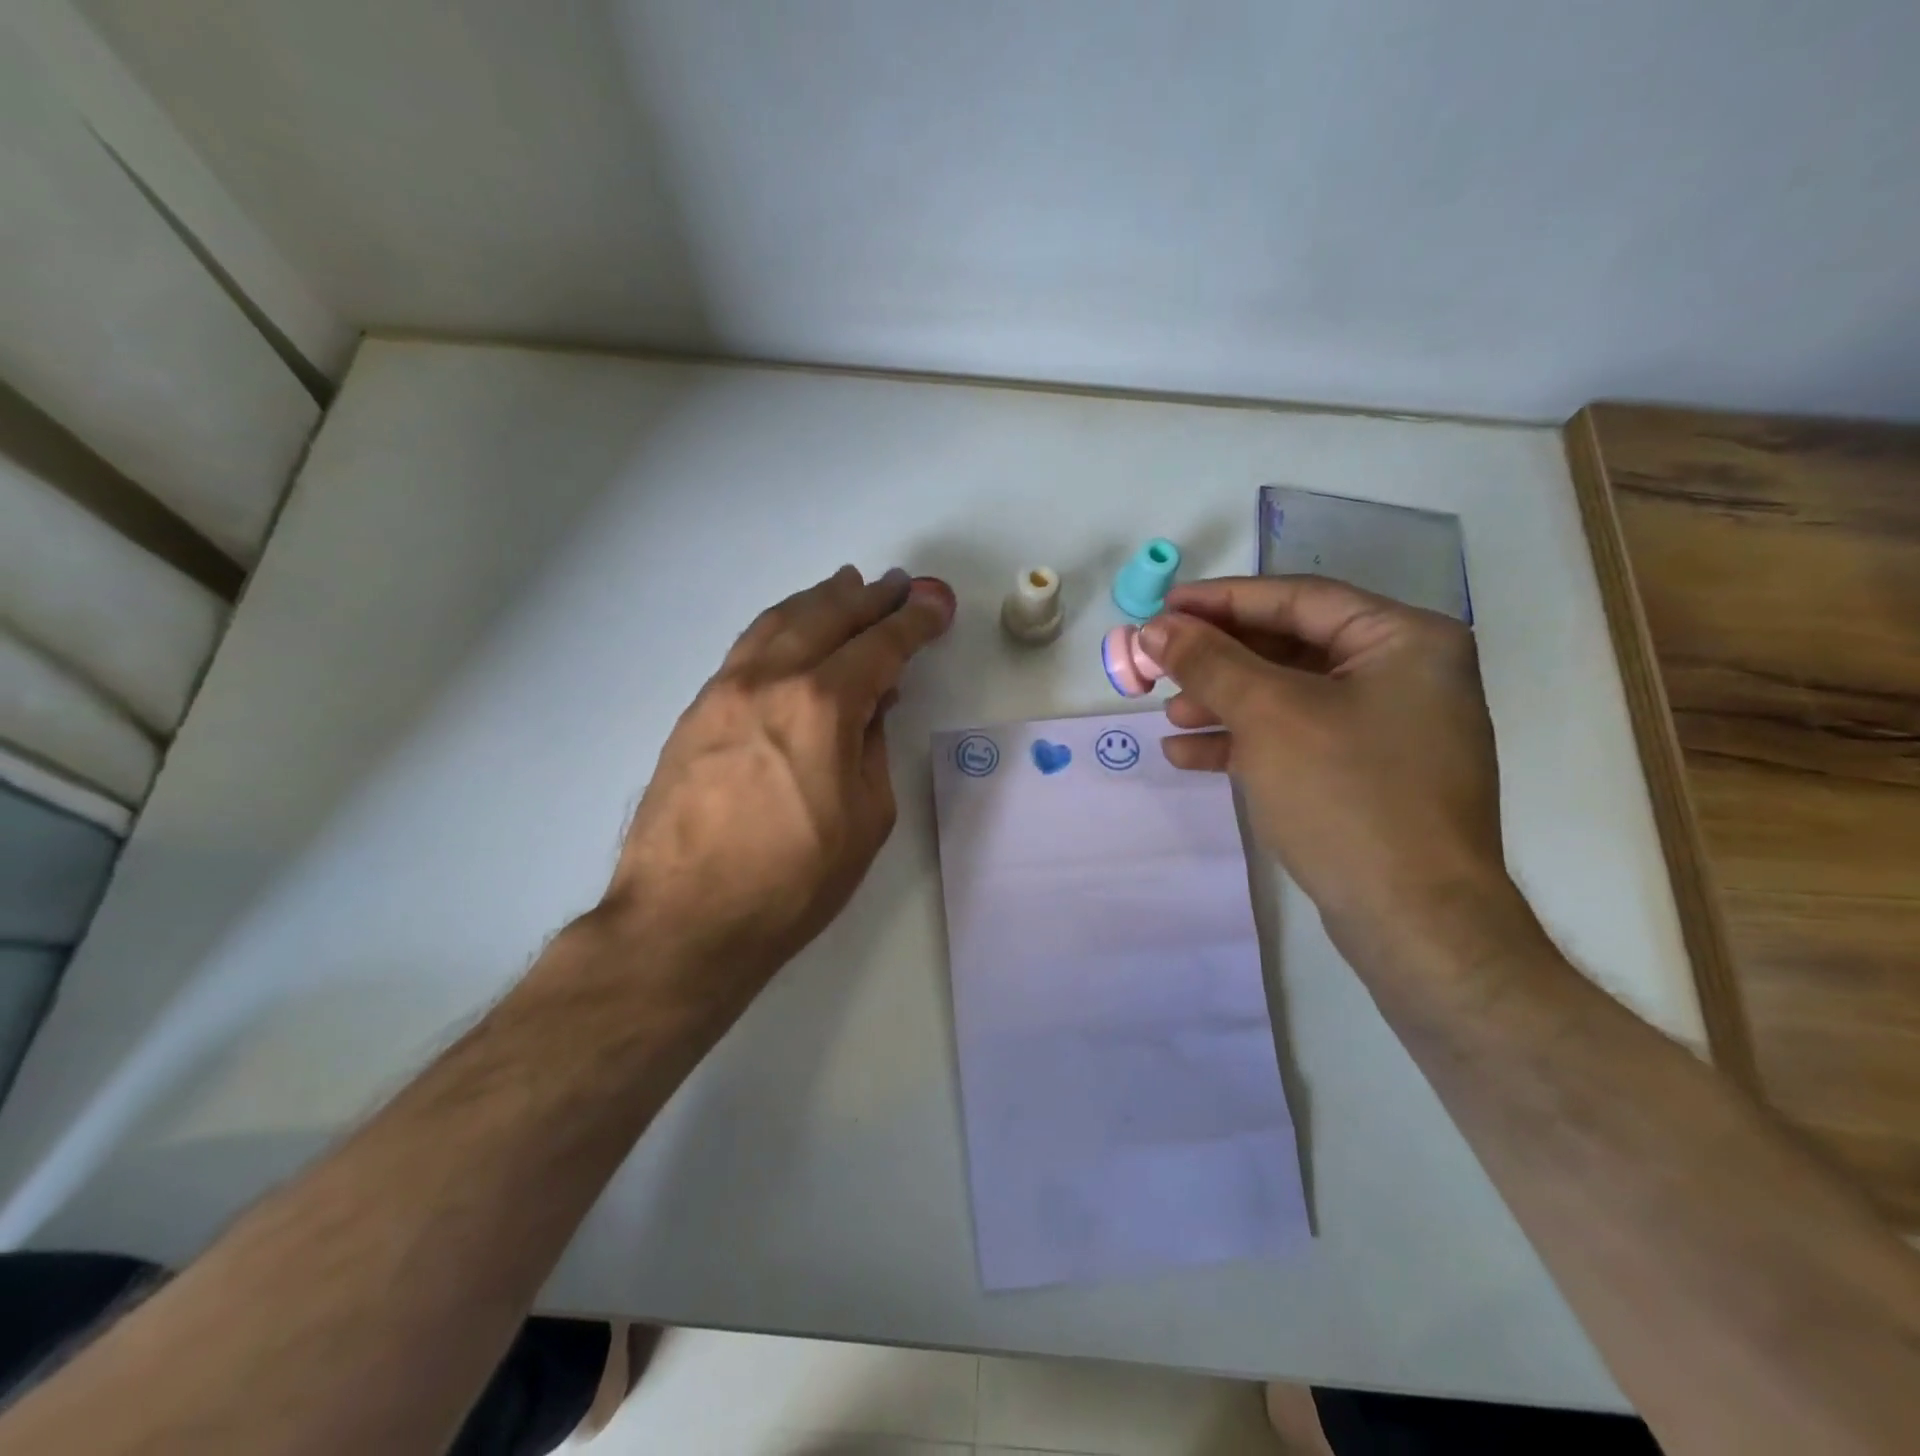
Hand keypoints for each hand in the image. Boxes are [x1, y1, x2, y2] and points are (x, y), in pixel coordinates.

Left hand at [598, 566, 954, 1024]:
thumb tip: (871, 703)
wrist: (684, 919)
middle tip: (897, 585)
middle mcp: (771, 681)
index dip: (914, 620)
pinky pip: (746, 648)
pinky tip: (791, 629)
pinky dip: (779, 626)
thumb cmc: (792, 881)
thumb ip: (872, 747)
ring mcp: (724, 691)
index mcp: (822, 706)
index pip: (880, 646)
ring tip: (847, 586)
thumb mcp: (866, 818)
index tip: (935, 601)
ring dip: (819, 600)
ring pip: (779, 622)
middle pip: (827, 617)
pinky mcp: (696, 711)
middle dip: (869, 598)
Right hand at [1140, 575, 1520, 974]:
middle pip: (1289, 647)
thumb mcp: (1269, 715)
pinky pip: (1294, 739)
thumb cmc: (1347, 794)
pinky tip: (1188, 755)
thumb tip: (1155, 626)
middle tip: (1157, 662)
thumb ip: (1209, 661)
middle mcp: (1403, 675)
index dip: (1222, 600)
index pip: (1298, 599)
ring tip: (1168, 715)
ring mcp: (1386, 729)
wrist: (1413, 919)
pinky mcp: (1364, 775)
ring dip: (1222, 702)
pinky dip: (1242, 743)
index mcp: (1403, 640)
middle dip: (1217, 659)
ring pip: (1286, 696)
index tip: (1162, 608)